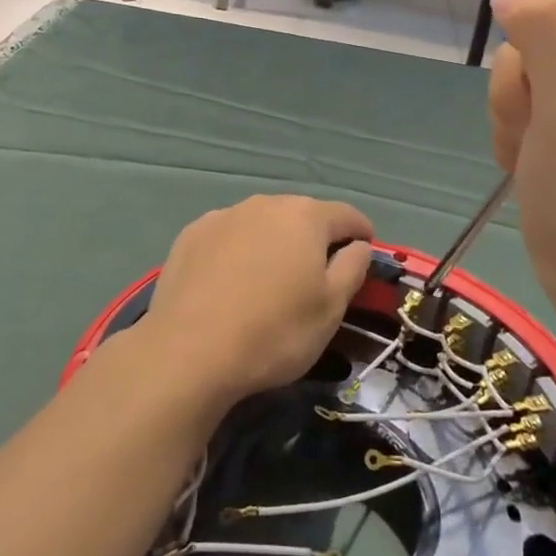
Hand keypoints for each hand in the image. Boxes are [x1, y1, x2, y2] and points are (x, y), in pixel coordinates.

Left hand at [140, 195, 373, 405]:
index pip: (346, 215)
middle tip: (317, 274)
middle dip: (315, 238)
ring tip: (271, 279)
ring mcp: (224, 216)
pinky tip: (231, 281)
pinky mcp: (191, 235)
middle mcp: (265, 204)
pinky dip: (238, 251)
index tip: (366, 252)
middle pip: (302, 215)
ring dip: (274, 243)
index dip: (362, 233)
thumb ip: (352, 268)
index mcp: (305, 216)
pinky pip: (228, 236)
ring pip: (262, 224)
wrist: (189, 351)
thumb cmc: (274, 331)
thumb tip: (358, 245)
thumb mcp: (331, 309)